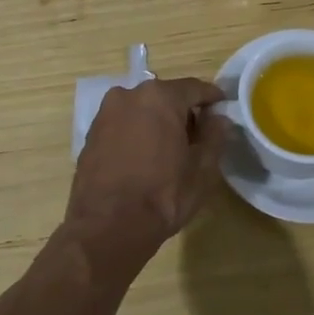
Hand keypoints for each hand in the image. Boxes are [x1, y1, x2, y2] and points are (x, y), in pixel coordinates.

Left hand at [64, 78, 229, 267]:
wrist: (107, 226)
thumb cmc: (163, 195)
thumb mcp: (202, 170)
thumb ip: (214, 137)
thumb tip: (218, 119)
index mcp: (160, 97)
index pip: (194, 88)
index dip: (212, 98)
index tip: (222, 109)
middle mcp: (129, 95)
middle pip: (165, 96)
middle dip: (183, 111)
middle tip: (197, 135)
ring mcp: (106, 113)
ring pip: (141, 109)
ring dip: (157, 121)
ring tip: (169, 148)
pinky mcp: (91, 133)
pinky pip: (123, 123)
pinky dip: (136, 132)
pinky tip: (144, 157)